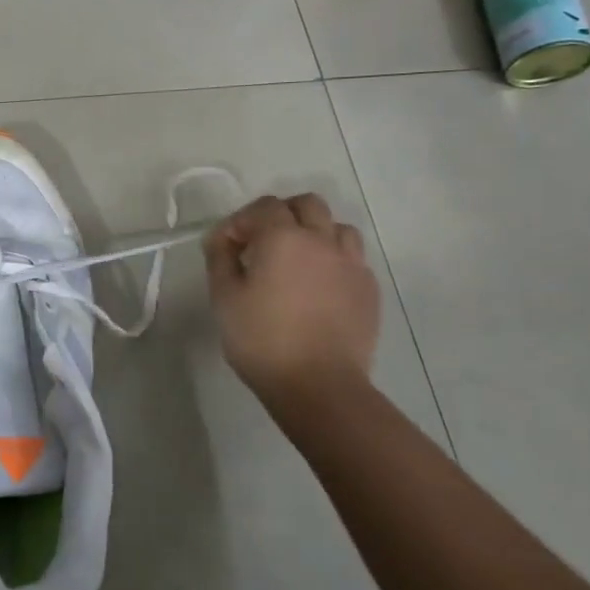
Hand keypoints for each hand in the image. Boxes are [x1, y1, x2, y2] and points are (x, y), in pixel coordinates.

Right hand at [204, 194, 379, 403]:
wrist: (318, 385)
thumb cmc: (262, 339)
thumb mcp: (224, 297)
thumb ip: (220, 258)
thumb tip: (221, 238)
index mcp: (284, 238)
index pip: (263, 207)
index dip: (241, 221)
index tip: (227, 246)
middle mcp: (323, 240)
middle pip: (307, 204)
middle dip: (281, 215)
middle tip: (262, 244)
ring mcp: (352, 264)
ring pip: (337, 227)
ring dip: (314, 233)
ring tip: (296, 261)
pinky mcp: (368, 289)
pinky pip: (352, 258)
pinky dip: (332, 260)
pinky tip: (318, 287)